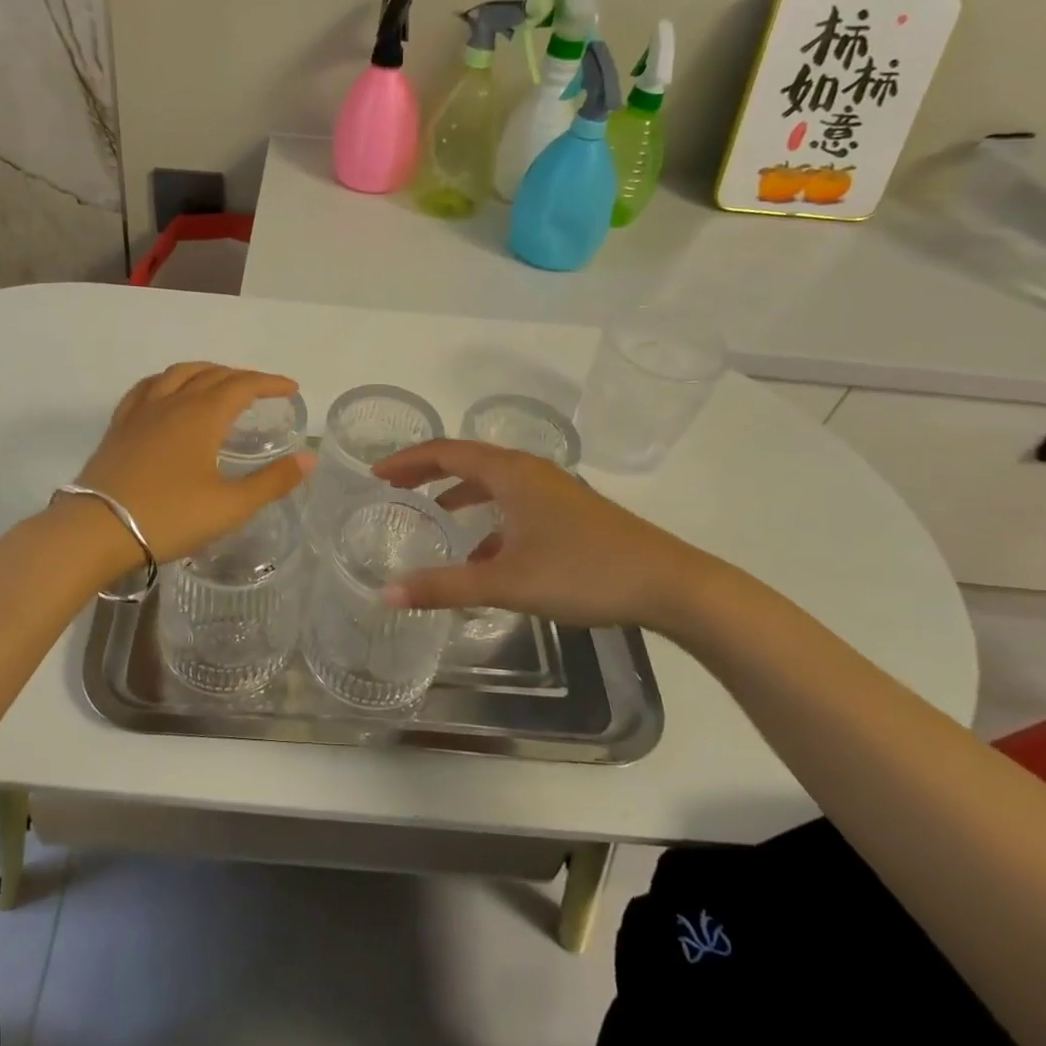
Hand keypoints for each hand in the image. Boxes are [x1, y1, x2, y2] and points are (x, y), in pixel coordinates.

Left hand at [72, 362, 313, 565]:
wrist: (96, 530)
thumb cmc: (169, 518)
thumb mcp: (230, 506)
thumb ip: (272, 481)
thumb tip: (309, 458)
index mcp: (203, 416)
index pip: (243, 385)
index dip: (270, 383)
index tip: (291, 388)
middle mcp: (173, 402)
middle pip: (212, 375)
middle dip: (242, 377)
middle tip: (262, 390)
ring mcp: (142, 411)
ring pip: (178, 374)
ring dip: (205, 371)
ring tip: (219, 380)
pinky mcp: (120, 426)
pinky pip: (146, 388)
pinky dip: (167, 380)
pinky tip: (167, 391)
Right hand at [374, 439, 735, 631]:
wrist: (670, 583)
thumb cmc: (583, 572)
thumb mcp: (506, 582)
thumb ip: (445, 586)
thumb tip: (386, 593)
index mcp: (510, 472)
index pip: (445, 452)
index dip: (407, 460)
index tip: (375, 474)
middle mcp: (529, 471)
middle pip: (467, 461)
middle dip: (428, 473)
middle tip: (394, 489)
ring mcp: (553, 490)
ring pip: (493, 483)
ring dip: (459, 494)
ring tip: (433, 515)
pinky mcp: (569, 512)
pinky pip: (515, 504)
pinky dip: (489, 517)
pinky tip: (484, 555)